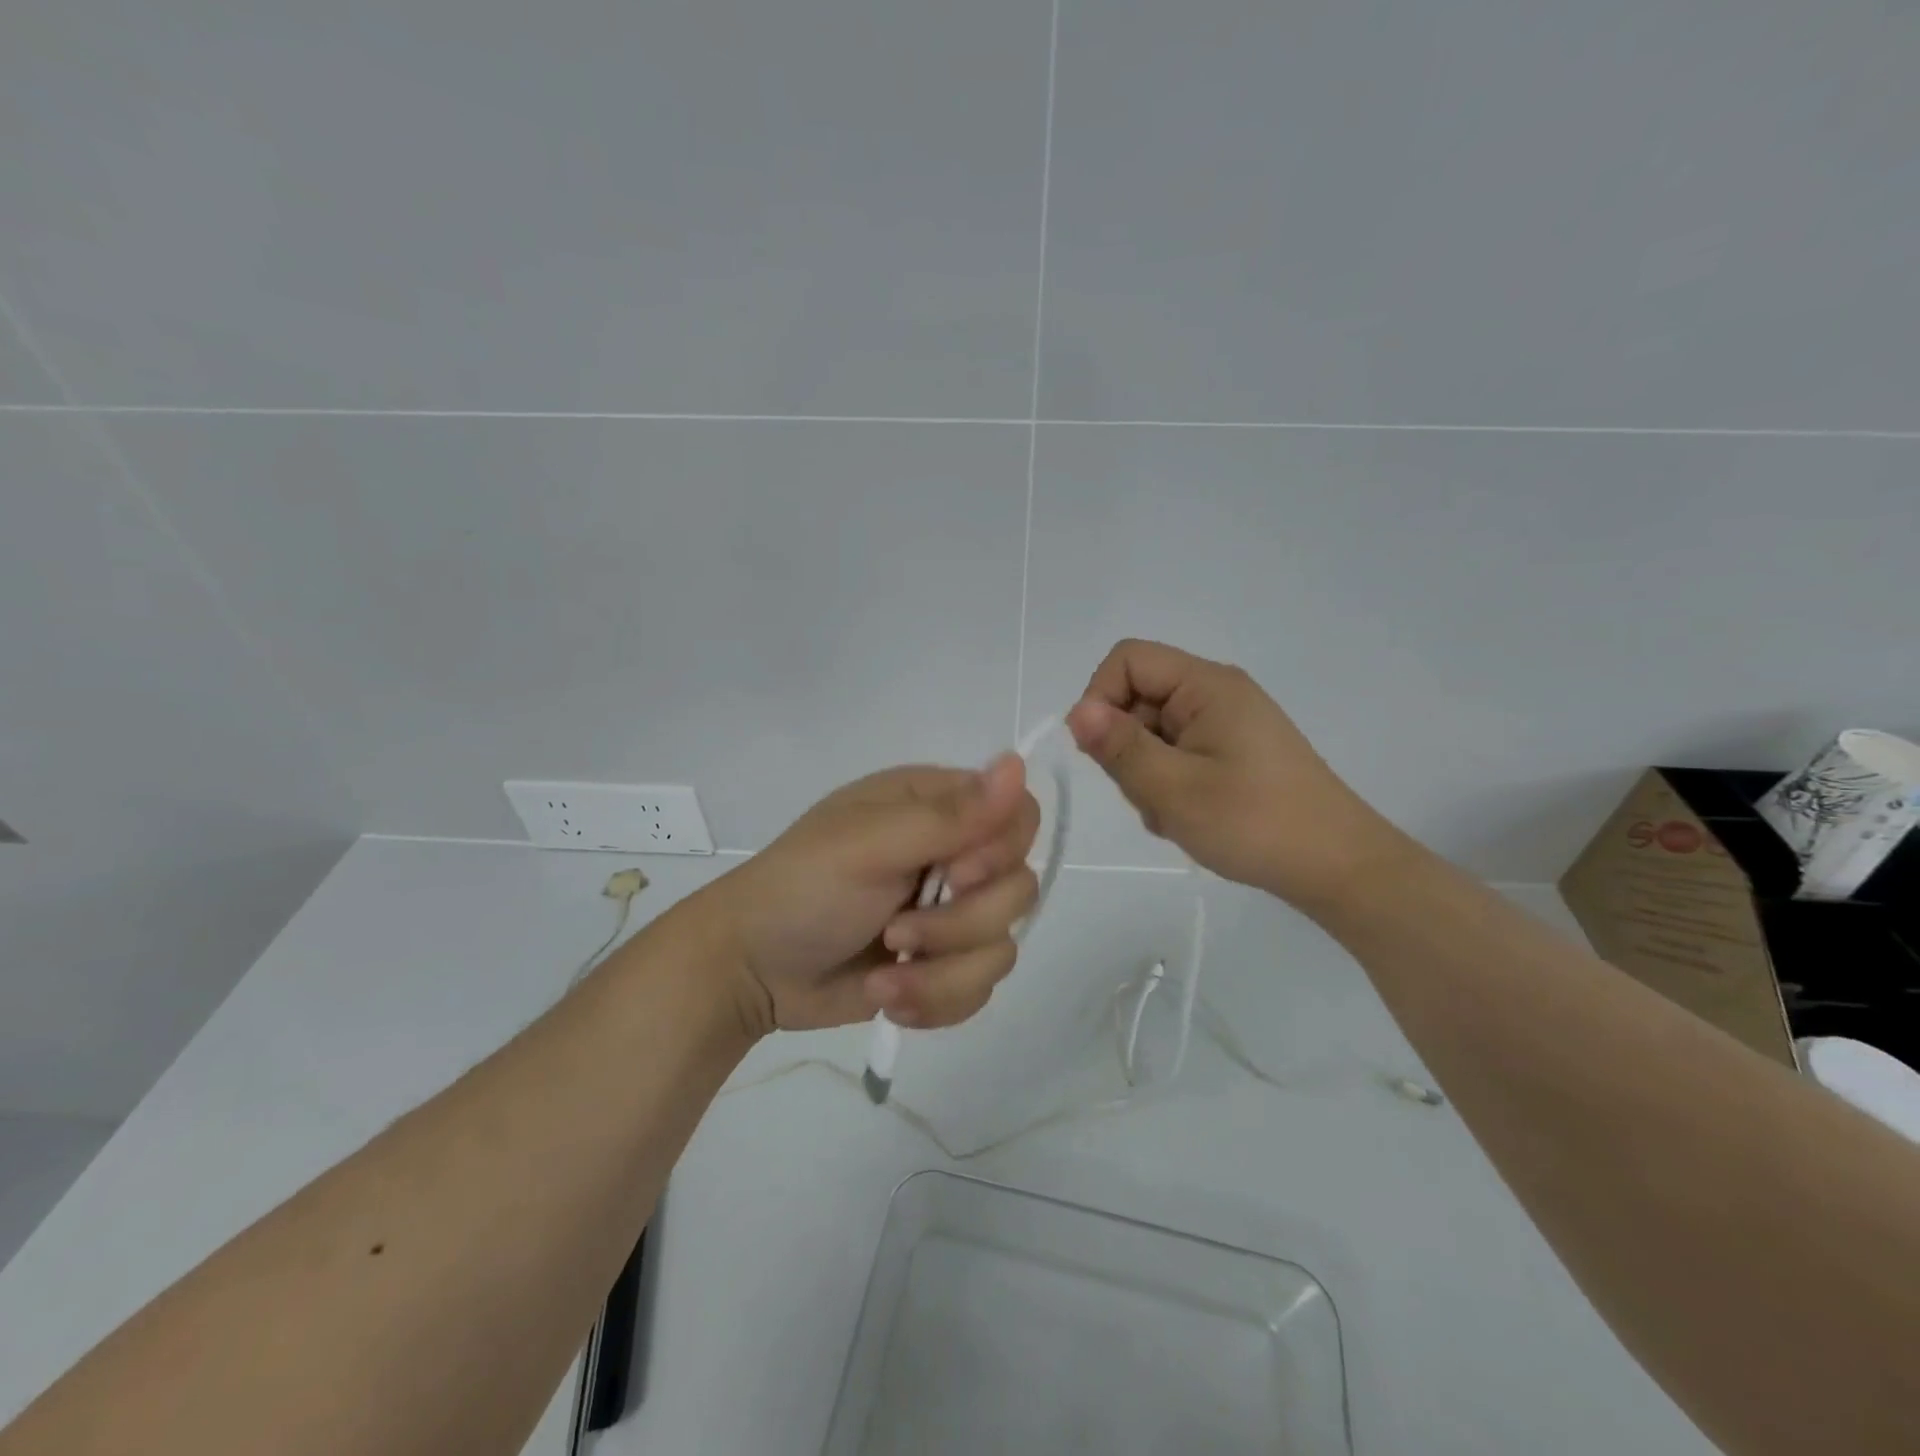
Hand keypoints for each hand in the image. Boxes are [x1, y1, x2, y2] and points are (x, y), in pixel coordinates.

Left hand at [707, 755, 1040, 1035]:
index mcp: (935, 807)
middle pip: (1018, 888)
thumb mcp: (870, 846)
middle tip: (897, 930)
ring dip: (941, 974)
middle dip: (960, 926)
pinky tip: (888, 996)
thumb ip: (948, 815)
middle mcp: (952, 854)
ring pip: (1002, 947)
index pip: (1018, 816)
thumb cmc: (802, 890)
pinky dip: (936, 1001)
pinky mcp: (942, 965)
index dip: (1001, 852)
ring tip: (883, 978)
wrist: (751, 971)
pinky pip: (980, 988)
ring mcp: (949, 914)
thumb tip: (1018, 762)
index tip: (955, 876)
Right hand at [1066, 639, 1408, 909]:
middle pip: (1138, 699)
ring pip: (1153, 734)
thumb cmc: (1254, 822)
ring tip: (1175, 814)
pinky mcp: (1232, 753)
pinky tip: (1190, 818)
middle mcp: (1216, 694)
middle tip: (1150, 795)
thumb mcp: (1173, 788)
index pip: (1127, 660)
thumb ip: (1120, 747)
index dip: (1100, 697)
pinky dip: (1170, 785)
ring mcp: (1225, 725)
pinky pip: (1177, 755)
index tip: (1099, 751)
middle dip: (1126, 748)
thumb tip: (1077, 711)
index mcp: (1206, 685)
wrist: (1337, 867)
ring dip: (1147, 775)